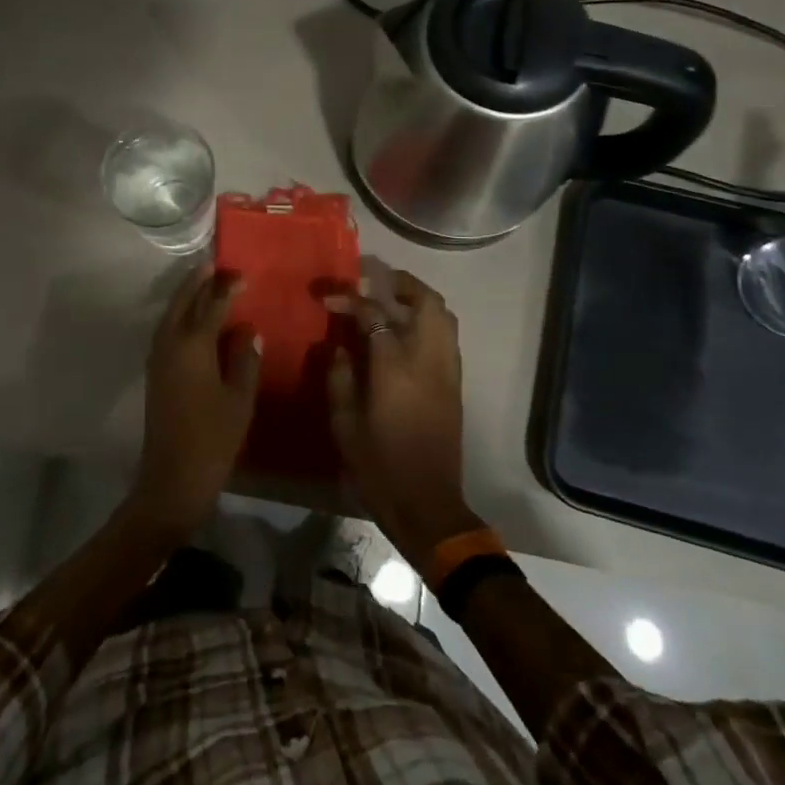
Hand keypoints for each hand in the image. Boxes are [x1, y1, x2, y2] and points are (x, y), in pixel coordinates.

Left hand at [130, 266, 262, 537]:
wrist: (173, 476)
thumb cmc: (214, 437)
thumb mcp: (240, 397)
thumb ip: (244, 358)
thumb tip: (247, 329)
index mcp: (193, 345)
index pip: (212, 304)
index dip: (227, 287)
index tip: (242, 272)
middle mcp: (170, 343)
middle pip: (183, 302)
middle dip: (197, 281)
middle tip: (214, 264)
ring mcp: (158, 357)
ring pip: (171, 314)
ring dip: (186, 296)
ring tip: (204, 282)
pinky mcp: (155, 371)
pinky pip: (167, 330)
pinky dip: (180, 316)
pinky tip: (193, 318)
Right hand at [325, 260, 480, 560]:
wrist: (427, 504)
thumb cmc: (379, 466)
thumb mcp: (345, 424)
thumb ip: (339, 378)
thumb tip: (338, 347)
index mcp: (395, 367)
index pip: (375, 315)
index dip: (351, 300)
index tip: (330, 298)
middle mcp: (427, 359)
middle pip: (425, 302)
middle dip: (399, 283)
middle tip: (373, 280)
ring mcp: (447, 370)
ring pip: (443, 316)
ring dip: (418, 299)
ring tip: (391, 299)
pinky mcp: (455, 384)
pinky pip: (446, 336)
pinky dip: (428, 321)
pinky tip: (405, 331)